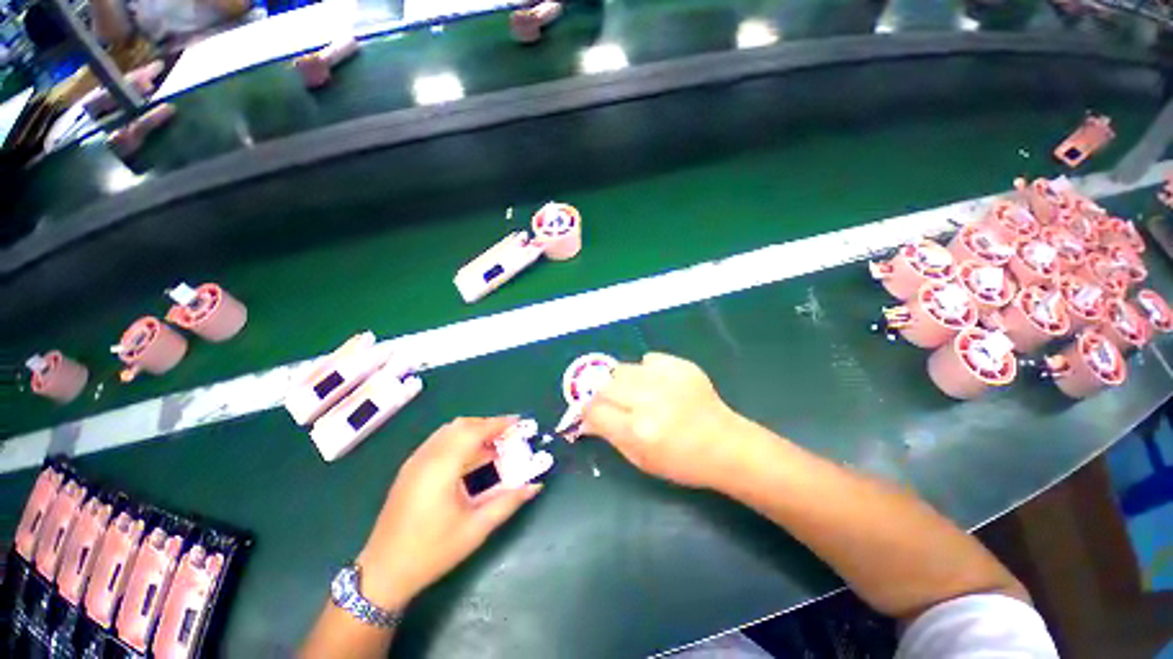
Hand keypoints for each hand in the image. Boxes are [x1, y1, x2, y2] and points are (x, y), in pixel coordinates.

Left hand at [356, 417, 541, 609]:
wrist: (382, 573)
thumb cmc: (432, 551)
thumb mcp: (475, 529)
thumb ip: (507, 502)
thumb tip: (535, 485)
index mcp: (442, 468)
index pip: (474, 432)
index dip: (498, 423)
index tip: (519, 422)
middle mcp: (426, 457)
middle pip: (461, 426)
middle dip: (487, 425)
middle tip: (509, 435)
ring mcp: (414, 462)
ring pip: (448, 432)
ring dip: (473, 431)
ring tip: (493, 445)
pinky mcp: (409, 470)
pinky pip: (438, 442)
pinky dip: (459, 440)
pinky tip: (470, 458)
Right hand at [582, 353, 748, 489]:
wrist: (726, 446)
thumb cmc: (682, 462)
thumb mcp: (640, 460)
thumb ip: (609, 435)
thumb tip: (585, 419)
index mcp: (638, 431)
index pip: (594, 410)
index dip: (588, 411)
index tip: (592, 414)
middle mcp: (649, 401)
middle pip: (605, 385)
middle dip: (603, 396)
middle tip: (615, 405)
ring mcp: (666, 379)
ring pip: (622, 368)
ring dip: (622, 382)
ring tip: (637, 393)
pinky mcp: (681, 366)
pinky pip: (648, 358)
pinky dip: (646, 370)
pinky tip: (657, 384)